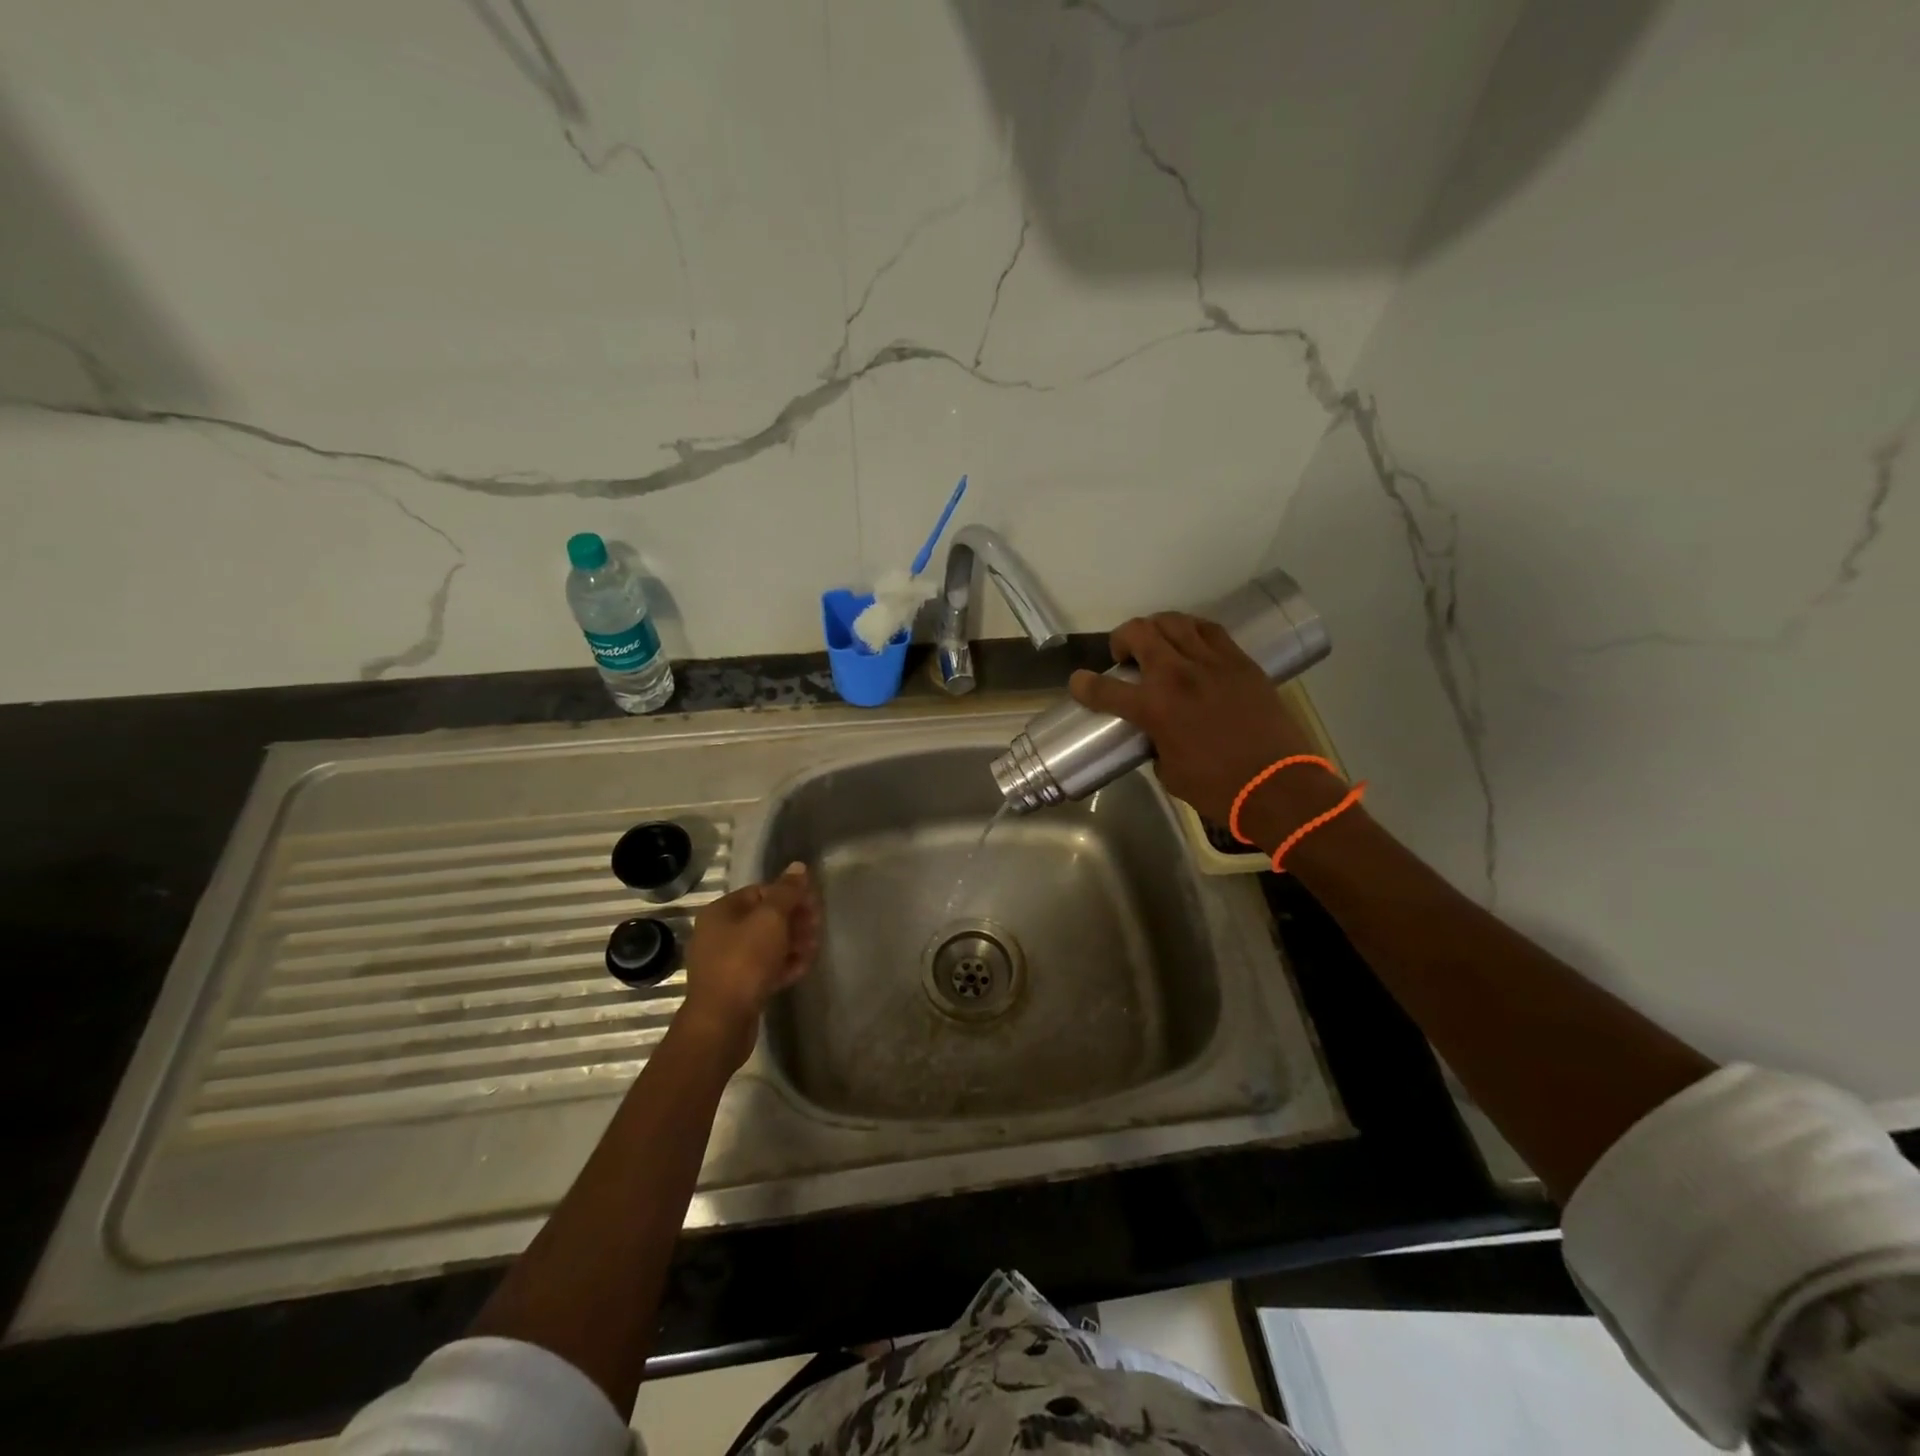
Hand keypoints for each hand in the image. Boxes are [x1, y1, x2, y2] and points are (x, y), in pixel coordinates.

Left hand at [679, 863, 819, 1067]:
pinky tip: (802, 968)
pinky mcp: (735, 987)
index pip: (761, 891)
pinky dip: (782, 965)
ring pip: (765, 945)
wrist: (721, 1021)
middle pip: (764, 918)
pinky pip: (762, 968)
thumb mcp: (771, 919)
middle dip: (794, 921)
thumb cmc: (745, 961)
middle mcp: (719, 933)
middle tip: (817, 929)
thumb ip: (787, 891)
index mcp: (722, 911)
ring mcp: (725, 962)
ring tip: (813, 950)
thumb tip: (798, 867)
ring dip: (792, 943)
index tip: (814, 906)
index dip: (790, 895)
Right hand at [1068, 613, 1329, 829]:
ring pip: (1174, 622)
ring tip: (1159, 644)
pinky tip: (1191, 644)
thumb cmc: (1218, 788)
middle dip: (1122, 640)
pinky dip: (1191, 631)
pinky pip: (1210, 631)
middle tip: (1125, 657)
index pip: (1104, 689)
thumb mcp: (1170, 772)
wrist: (1277, 785)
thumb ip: (1155, 744)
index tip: (1078, 683)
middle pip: (1138, 632)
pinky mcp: (1241, 661)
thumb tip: (1156, 735)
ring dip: (1156, 628)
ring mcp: (1212, 662)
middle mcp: (1178, 675)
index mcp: (1154, 708)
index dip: (1083, 685)